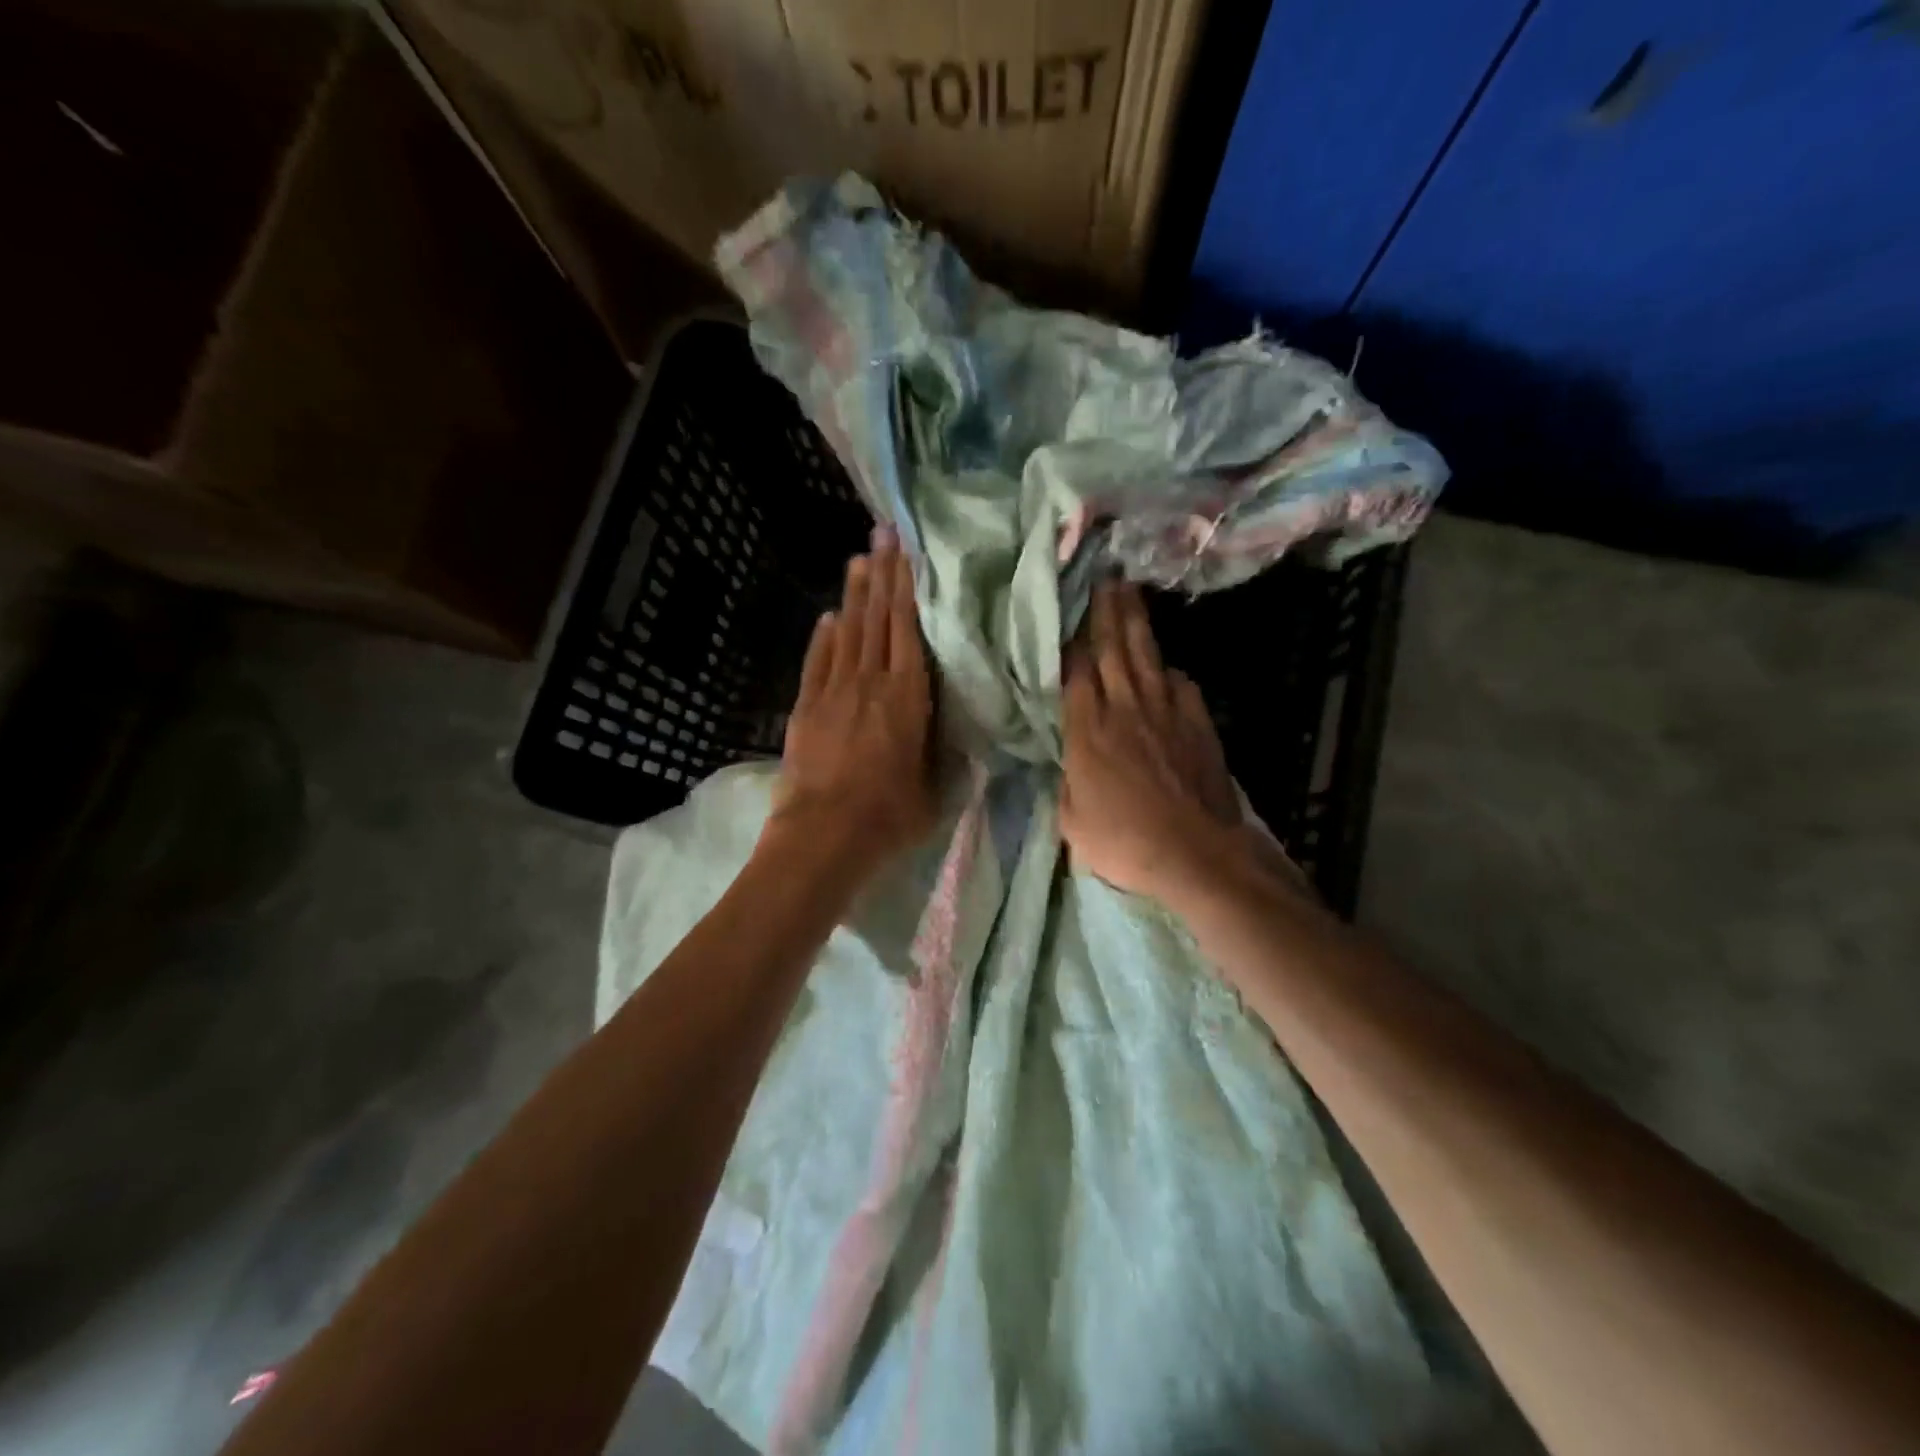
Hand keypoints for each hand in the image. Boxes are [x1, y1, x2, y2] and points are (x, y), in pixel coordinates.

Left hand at [765, 526, 937, 879]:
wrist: (823, 837)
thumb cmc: (889, 817)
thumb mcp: (936, 789)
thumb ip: (943, 751)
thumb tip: (955, 729)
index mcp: (908, 697)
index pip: (908, 629)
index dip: (908, 588)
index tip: (908, 553)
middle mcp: (870, 682)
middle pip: (877, 619)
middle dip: (882, 574)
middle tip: (883, 533)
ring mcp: (833, 692)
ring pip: (847, 632)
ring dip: (854, 595)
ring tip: (860, 559)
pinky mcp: (806, 708)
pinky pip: (818, 661)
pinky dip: (825, 636)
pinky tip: (830, 616)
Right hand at [1060, 581, 1249, 902]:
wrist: (1195, 853)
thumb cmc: (1123, 842)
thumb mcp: (1072, 822)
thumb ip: (1069, 784)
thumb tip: (1073, 764)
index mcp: (1087, 731)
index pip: (1076, 673)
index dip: (1072, 643)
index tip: (1069, 617)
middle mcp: (1124, 709)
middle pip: (1113, 650)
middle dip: (1107, 612)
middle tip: (1105, 579)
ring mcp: (1165, 713)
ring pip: (1147, 657)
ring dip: (1137, 624)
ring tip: (1130, 596)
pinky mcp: (1197, 724)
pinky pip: (1181, 685)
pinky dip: (1170, 671)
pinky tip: (1166, 667)